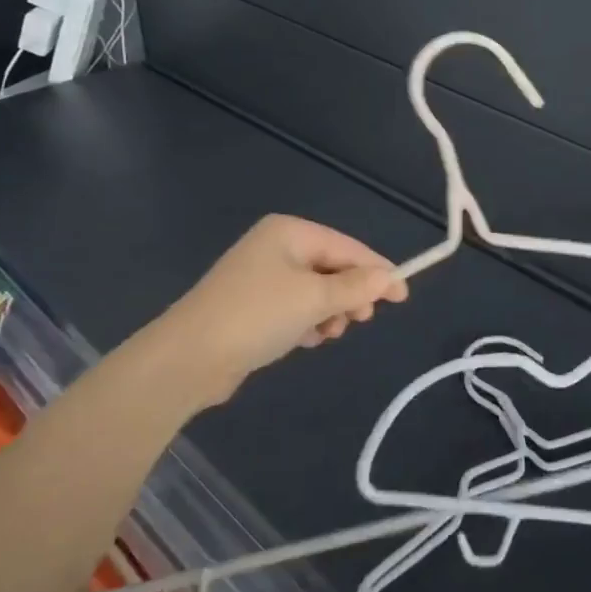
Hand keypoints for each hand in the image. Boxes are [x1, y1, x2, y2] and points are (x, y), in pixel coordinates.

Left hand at [170, 215, 407, 395]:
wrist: (188, 359)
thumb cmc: (256, 316)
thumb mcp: (314, 298)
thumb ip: (355, 286)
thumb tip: (389, 277)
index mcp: (290, 232)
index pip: (348, 247)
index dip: (377, 271)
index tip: (402, 297)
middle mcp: (276, 247)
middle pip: (332, 267)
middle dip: (350, 294)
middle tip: (360, 320)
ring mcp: (262, 277)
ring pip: (315, 291)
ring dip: (329, 312)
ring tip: (327, 333)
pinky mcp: (252, 306)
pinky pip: (295, 307)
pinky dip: (307, 322)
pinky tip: (306, 340)